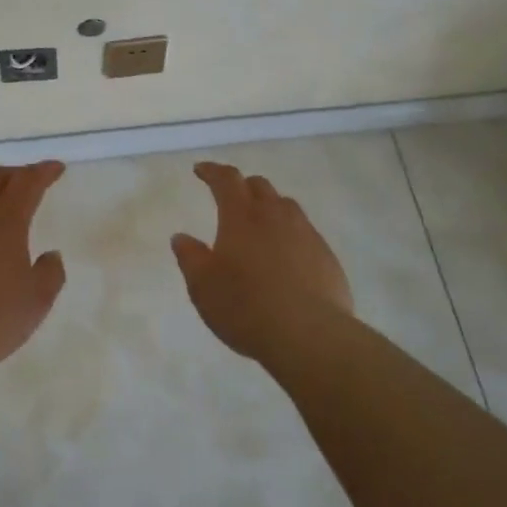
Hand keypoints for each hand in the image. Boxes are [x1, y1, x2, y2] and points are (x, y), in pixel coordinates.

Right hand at [170, 161, 353, 359]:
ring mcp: (306, 234)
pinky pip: (305, 232)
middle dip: (242, 187)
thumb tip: (181, 237)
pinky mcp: (326, 256)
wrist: (309, 335)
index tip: (201, 170)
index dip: (212, 171)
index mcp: (241, 217)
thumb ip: (190, 257)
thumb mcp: (203, 286)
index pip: (226, 179)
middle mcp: (275, 216)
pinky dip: (290, 234)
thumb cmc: (245, 307)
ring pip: (286, 206)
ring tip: (260, 225)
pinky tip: (286, 257)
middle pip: (259, 186)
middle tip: (230, 198)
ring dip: (269, 207)